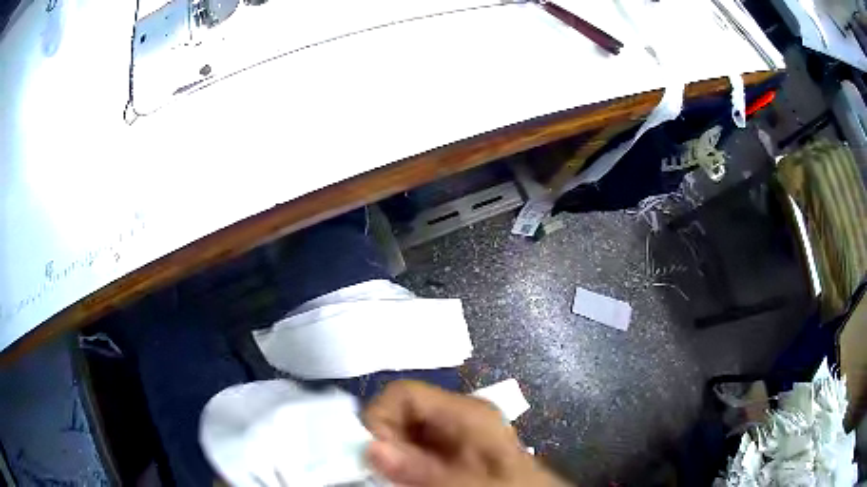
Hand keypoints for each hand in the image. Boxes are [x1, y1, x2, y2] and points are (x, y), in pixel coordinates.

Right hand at [362, 381, 568, 486]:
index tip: (373, 454)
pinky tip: (416, 480)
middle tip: (389, 475)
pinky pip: (416, 448)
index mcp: (466, 412)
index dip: (379, 419)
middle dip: (386, 442)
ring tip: (404, 480)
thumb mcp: (470, 481)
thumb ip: (423, 468)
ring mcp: (457, 431)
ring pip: (404, 432)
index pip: (404, 393)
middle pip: (400, 413)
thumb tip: (371, 447)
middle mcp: (459, 415)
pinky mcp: (454, 448)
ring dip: (394, 456)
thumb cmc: (511, 486)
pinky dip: (406, 464)